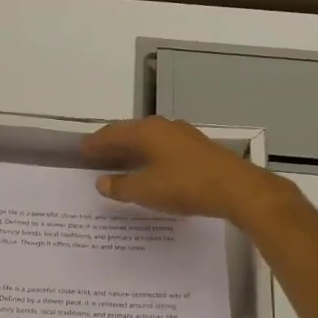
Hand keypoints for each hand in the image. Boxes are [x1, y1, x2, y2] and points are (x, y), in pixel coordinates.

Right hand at [82, 116, 287, 225]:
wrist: (236, 189)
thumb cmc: (184, 186)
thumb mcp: (146, 190)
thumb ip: (121, 186)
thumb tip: (102, 181)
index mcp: (146, 131)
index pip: (112, 133)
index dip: (95, 143)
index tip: (81, 150)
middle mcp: (163, 127)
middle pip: (131, 133)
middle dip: (113, 144)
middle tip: (97, 156)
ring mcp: (184, 136)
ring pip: (149, 140)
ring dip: (133, 151)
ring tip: (120, 163)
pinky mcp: (198, 149)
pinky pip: (164, 149)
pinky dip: (150, 157)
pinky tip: (150, 170)